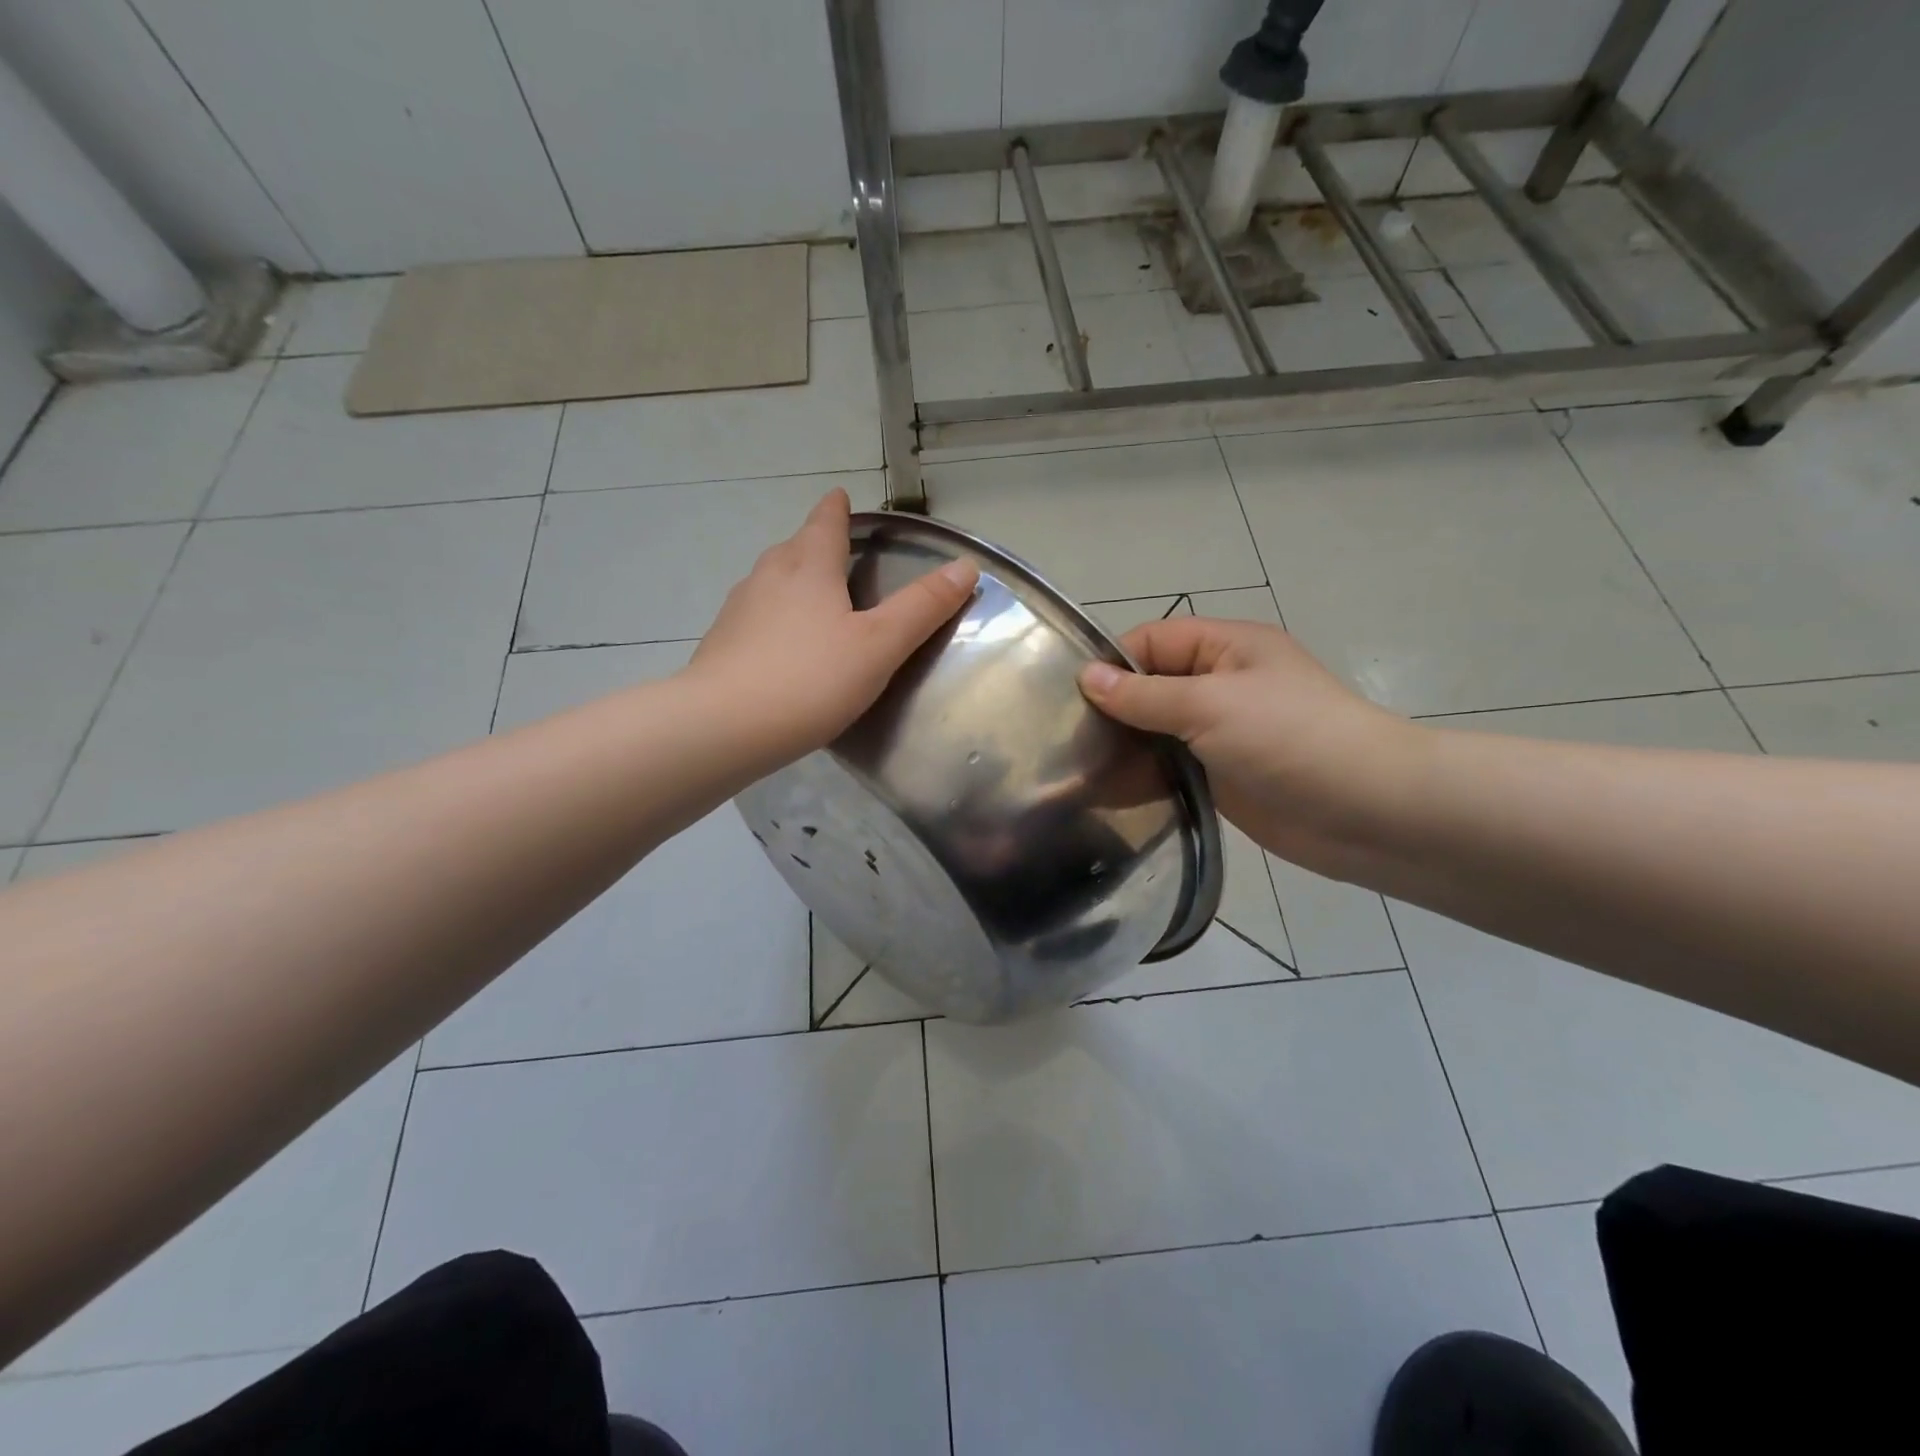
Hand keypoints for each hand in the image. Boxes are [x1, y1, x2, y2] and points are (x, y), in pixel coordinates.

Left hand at [687, 489, 977, 763]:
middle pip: (794, 547)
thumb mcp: (879, 645)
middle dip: (814, 544)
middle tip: (836, 552)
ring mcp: (738, 610)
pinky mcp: (721, 644)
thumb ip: (922, 607)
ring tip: (813, 597)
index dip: (837, 509)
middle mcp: (768, 577)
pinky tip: (783, 646)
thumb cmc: (810, 680)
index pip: (825, 523)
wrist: (722, 727)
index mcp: (808, 567)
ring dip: (793, 580)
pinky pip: (755, 617)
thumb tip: (965, 565)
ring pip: (771, 581)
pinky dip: (774, 618)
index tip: (840, 498)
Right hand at [1078, 616, 1427, 880]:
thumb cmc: (1290, 739)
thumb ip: (1144, 695)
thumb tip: (1086, 677)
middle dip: (1112, 708)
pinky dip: (1144, 776)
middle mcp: (1221, 684)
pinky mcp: (1222, 775)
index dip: (1112, 662)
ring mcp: (1222, 732)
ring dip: (1126, 745)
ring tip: (1077, 768)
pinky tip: (1109, 792)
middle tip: (1063, 737)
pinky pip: (1172, 767)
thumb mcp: (1210, 705)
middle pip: (1151, 686)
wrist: (1367, 812)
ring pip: (1158, 730)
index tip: (1067, 696)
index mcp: (1226, 648)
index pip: (1152, 641)